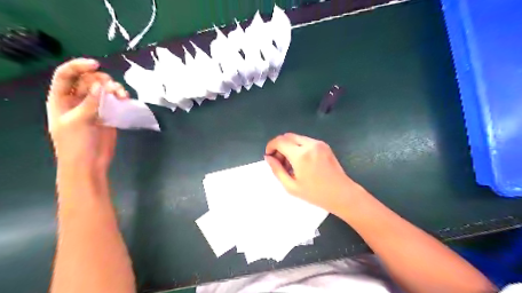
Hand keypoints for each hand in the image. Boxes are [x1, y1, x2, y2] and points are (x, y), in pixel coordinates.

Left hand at [46, 59, 128, 174]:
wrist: (88, 164)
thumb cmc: (75, 143)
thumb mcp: (78, 121)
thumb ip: (90, 102)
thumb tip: (102, 85)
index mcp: (61, 99)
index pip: (66, 75)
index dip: (79, 66)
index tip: (97, 64)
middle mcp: (77, 100)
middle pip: (89, 80)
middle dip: (102, 80)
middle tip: (114, 89)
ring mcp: (93, 107)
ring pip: (104, 90)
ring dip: (114, 89)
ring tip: (123, 96)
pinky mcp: (108, 115)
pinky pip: (113, 101)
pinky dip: (120, 98)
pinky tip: (126, 100)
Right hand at [266, 134, 363, 213]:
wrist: (342, 194)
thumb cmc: (315, 194)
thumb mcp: (291, 186)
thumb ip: (277, 170)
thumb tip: (268, 157)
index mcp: (300, 155)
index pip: (279, 141)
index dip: (270, 146)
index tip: (269, 156)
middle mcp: (309, 144)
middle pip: (287, 136)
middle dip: (279, 145)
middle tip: (279, 161)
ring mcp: (318, 143)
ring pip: (296, 138)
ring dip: (289, 146)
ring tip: (290, 163)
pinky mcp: (324, 145)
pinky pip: (305, 141)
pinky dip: (298, 147)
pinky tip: (301, 161)